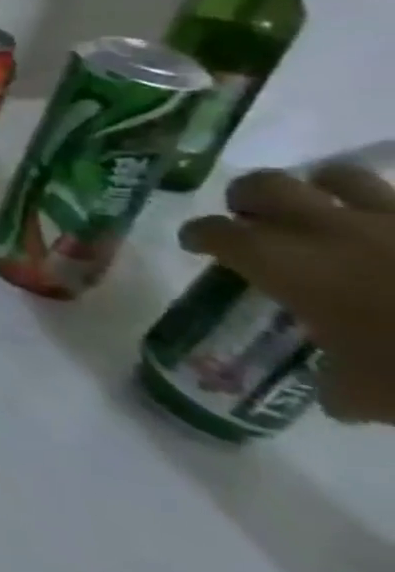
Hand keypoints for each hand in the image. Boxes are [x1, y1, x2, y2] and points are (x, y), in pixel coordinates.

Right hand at [179, 165, 394, 422]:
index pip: (216, 232)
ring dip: (321, 190)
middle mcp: (326, 228)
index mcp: (285, 263)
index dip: (200, 235)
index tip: (197, 245)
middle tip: (252, 218)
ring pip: (338, 176)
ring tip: (326, 212)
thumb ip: (339, 384)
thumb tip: (335, 390)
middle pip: (265, 185)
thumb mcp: (373, 396)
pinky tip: (394, 235)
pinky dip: (393, 212)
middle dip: (250, 198)